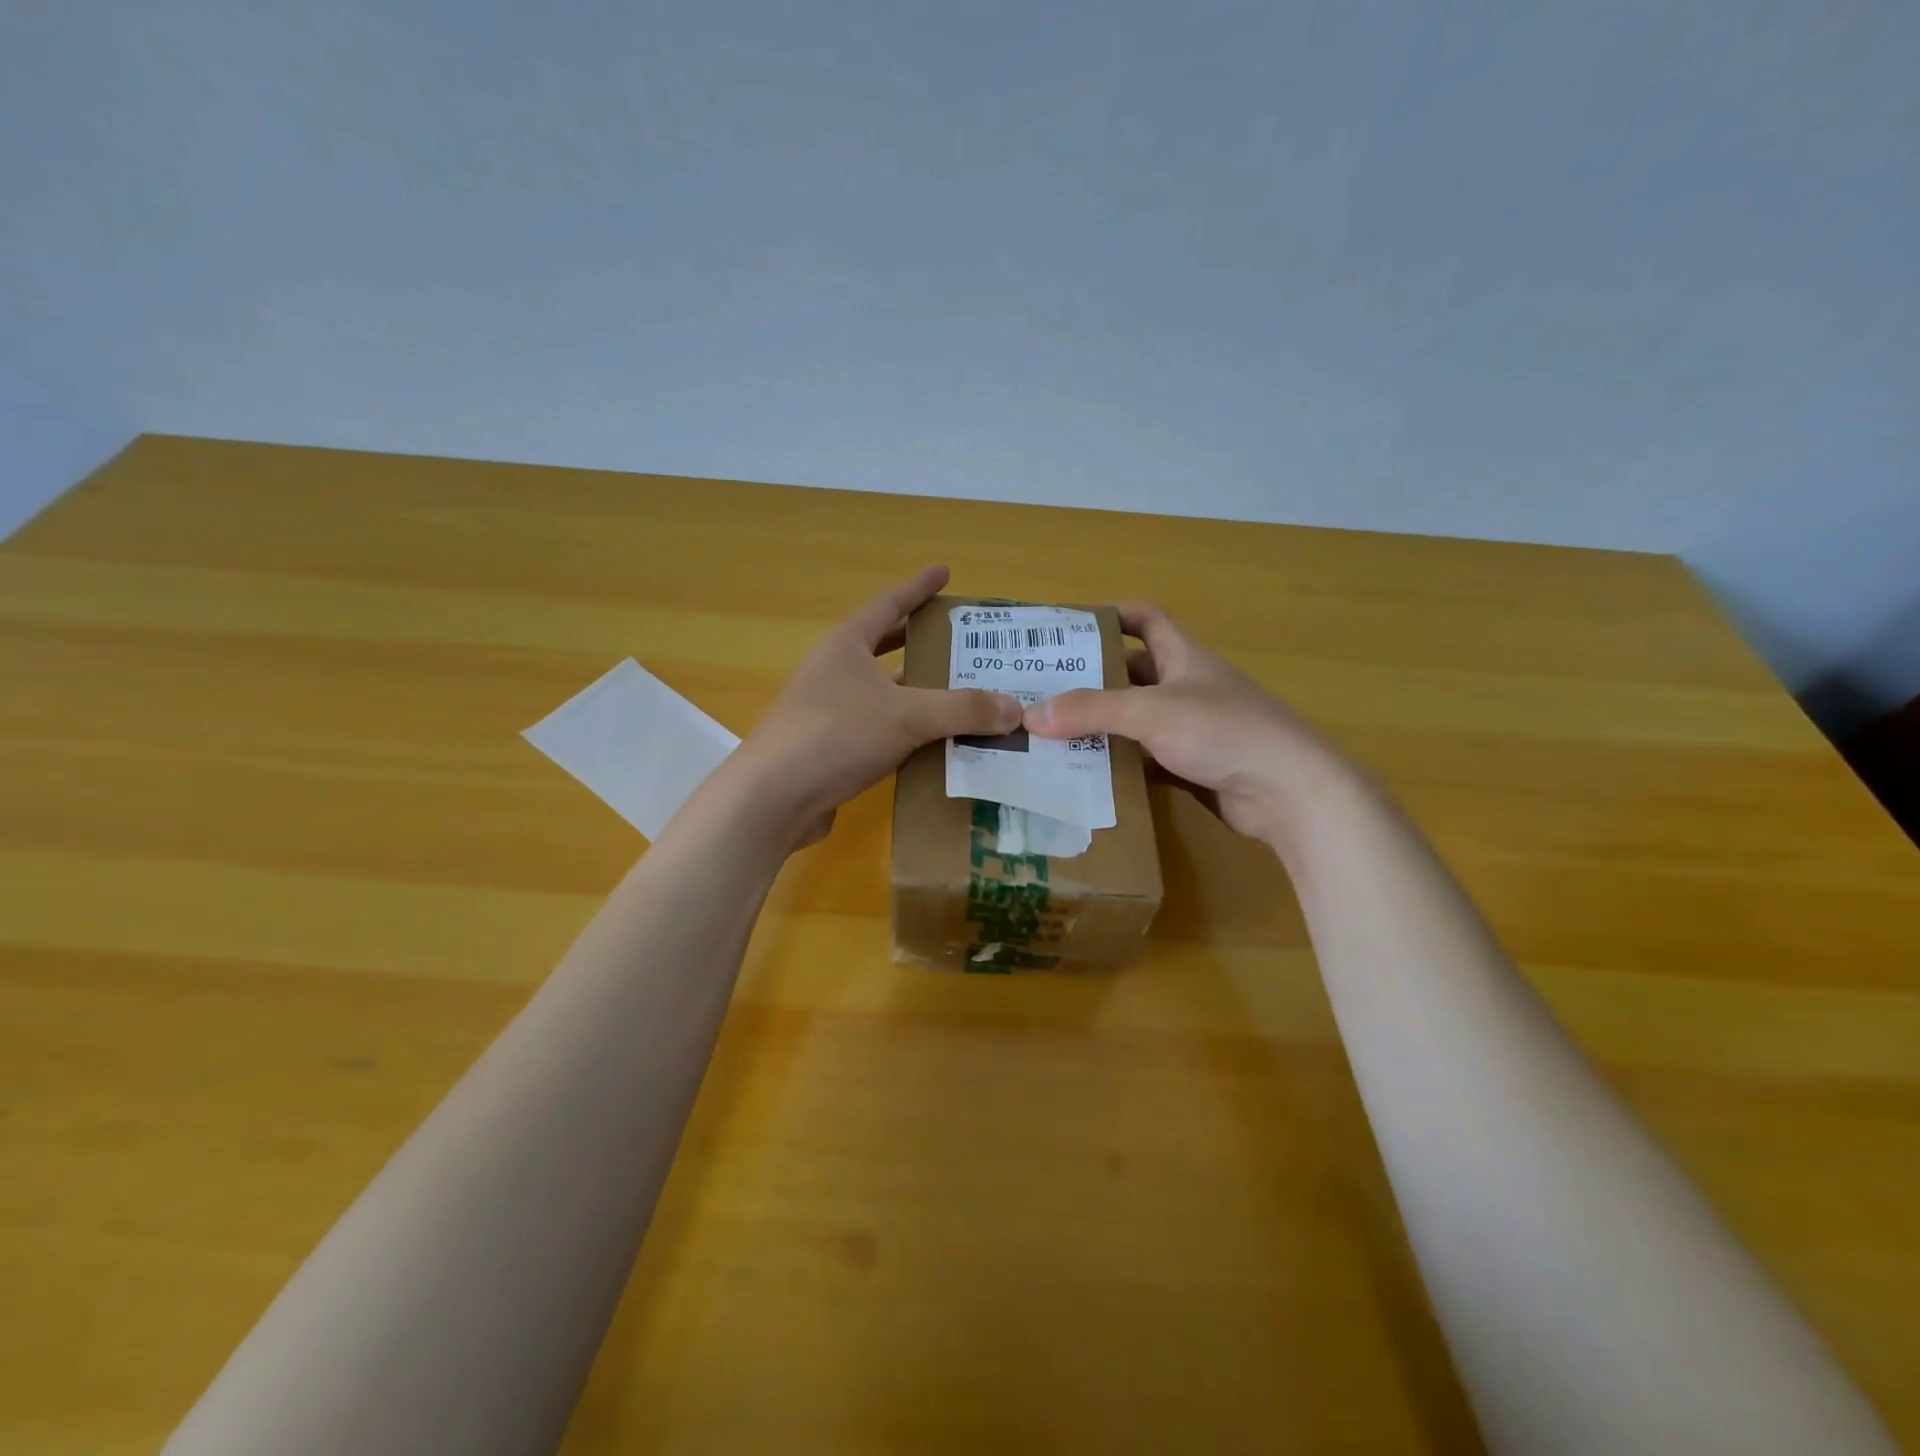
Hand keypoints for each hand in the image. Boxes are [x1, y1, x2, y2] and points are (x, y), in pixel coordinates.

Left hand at [733, 566, 1021, 846]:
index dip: (918, 588)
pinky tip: (936, 744)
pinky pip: (880, 730)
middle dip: (921, 641)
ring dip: (919, 692)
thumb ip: (963, 710)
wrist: (773, 798)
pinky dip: (909, 731)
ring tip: (962, 693)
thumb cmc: (836, 736)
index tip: (944, 571)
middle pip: (884, 647)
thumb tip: (1016, 708)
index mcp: (847, 646)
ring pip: (884, 693)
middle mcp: (835, 672)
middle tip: (961, 640)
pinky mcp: (831, 749)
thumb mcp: (907, 715)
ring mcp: (829, 711)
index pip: (888, 605)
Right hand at [1023, 604, 1356, 845]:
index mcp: (1184, 657)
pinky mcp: (1193, 767)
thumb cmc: (1223, 731)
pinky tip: (1085, 774)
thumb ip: (1091, 711)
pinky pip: (1144, 759)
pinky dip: (1118, 764)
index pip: (1145, 619)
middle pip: (1132, 674)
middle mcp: (1187, 687)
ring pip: (1135, 720)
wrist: (1287, 792)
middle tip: (1043, 689)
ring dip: (1100, 725)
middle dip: (1091, 678)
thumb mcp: (1151, 712)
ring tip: (1051, 734)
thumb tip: (1031, 715)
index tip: (1068, 626)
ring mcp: (1192, 730)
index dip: (1110, 615)